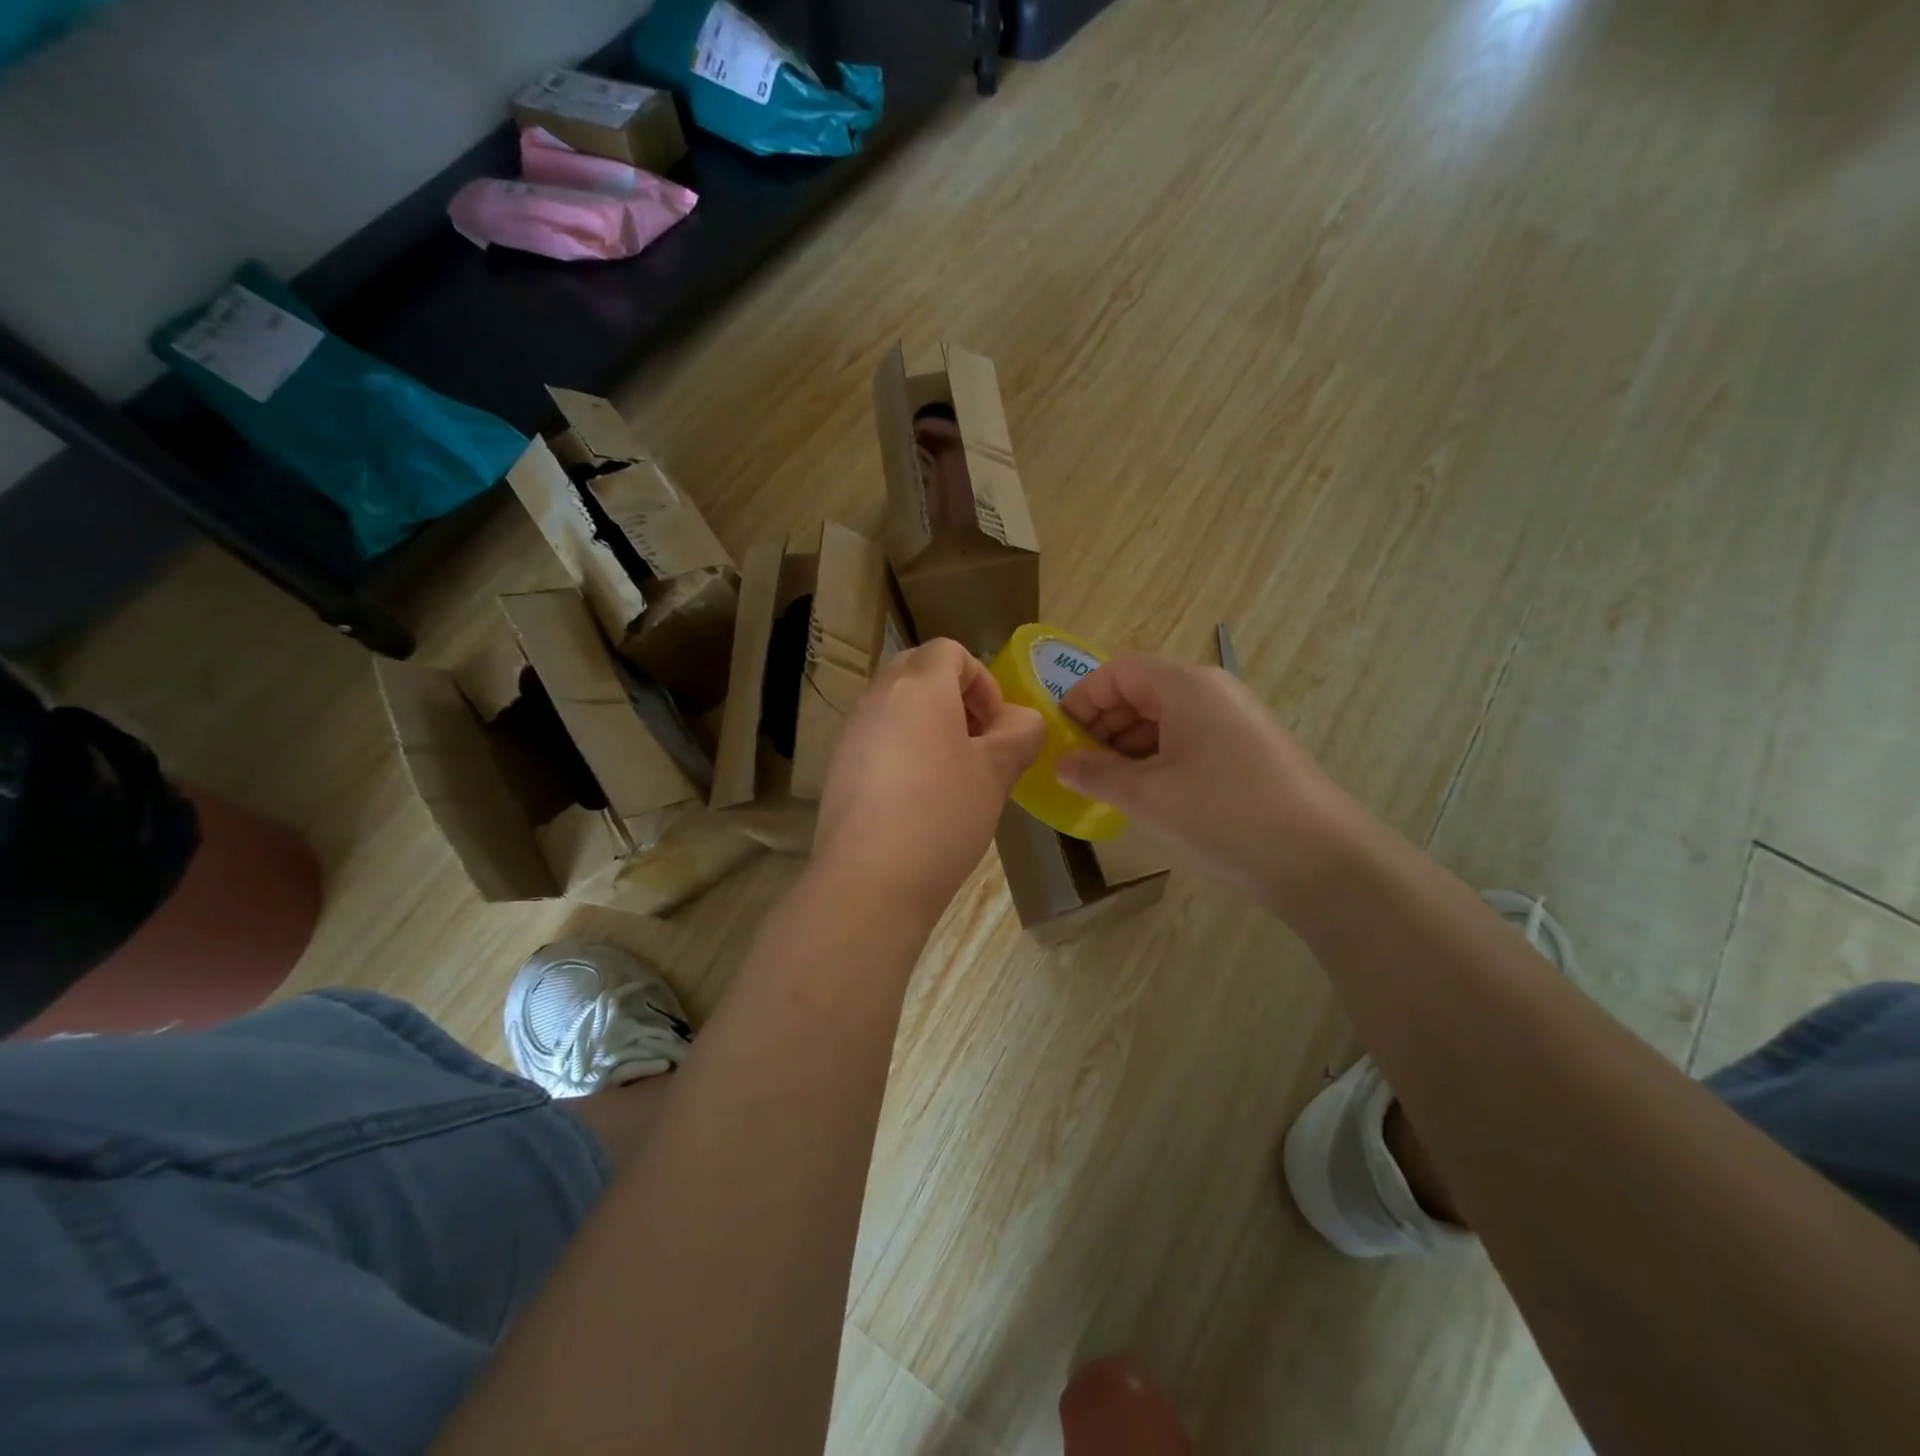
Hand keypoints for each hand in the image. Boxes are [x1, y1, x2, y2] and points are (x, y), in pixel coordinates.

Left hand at [814, 639, 1044, 920]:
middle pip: (918, 670)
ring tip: (952, 772)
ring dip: (929, 722)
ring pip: (896, 704)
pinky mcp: (839, 765)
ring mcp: (852, 731)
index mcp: (918, 687)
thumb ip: (1018, 734)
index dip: (982, 680)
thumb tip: (1022, 720)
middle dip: (955, 696)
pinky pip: (878, 736)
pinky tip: (919, 796)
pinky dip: (903, 747)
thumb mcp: (995, 773)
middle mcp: (878, 697)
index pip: (949, 651)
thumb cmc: (942, 817)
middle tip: (977, 740)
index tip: (995, 725)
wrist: (869, 882)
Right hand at [1057, 654, 1362, 906]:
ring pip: (1167, 718)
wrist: (1323, 860)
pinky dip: (1160, 758)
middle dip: (1104, 725)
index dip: (1082, 698)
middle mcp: (1213, 691)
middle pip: (1143, 690)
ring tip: (1109, 786)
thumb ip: (1096, 774)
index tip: (1060, 738)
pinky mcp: (1251, 749)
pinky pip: (1191, 740)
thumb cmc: (1224, 815)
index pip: (1118, 671)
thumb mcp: (1147, 796)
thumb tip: (1062, 764)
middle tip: (1080, 767)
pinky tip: (1149, 795)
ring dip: (1130, 745)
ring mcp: (1237, 719)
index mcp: (1186, 685)